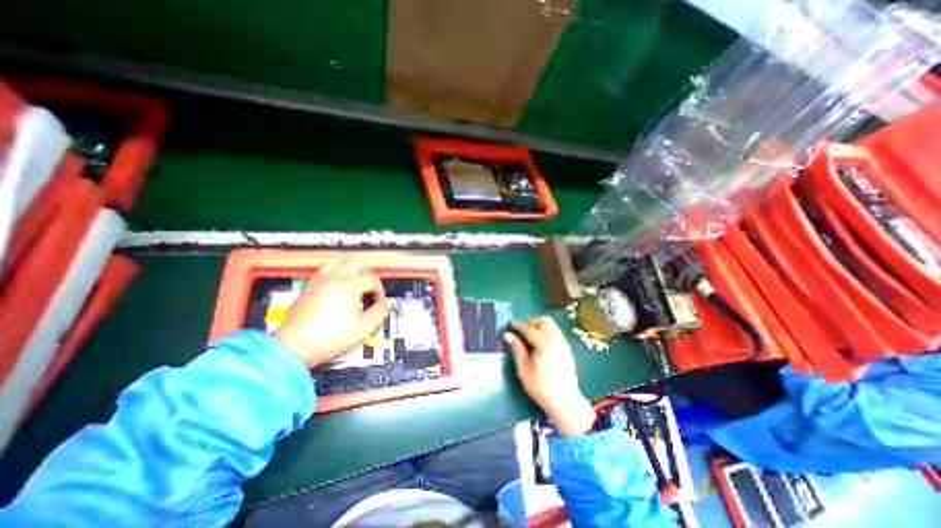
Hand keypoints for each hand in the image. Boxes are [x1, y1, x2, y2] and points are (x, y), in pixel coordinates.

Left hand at [273, 257, 389, 365]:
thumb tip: (386, 303)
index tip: (378, 302)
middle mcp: (333, 278)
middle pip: (356, 262)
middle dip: (368, 273)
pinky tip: (338, 288)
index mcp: (349, 285)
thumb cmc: (328, 338)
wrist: (294, 347)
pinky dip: (336, 273)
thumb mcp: (364, 328)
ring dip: (351, 268)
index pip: (372, 280)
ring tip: (355, 282)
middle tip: (370, 287)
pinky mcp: (307, 288)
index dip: (379, 291)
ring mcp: (318, 281)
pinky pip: (325, 270)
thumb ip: (380, 312)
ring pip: (338, 261)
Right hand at [498, 317, 593, 437]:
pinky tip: (539, 344)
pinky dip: (546, 332)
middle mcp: (556, 340)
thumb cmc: (540, 387)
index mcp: (544, 345)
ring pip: (551, 325)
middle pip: (544, 320)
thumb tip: (507, 334)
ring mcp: (563, 343)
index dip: (519, 325)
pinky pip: (555, 332)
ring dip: (539, 326)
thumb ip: (516, 349)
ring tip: (530, 337)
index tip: (510, 324)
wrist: (565, 402)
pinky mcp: (567, 348)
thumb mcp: (523, 369)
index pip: (530, 328)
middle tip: (522, 331)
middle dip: (531, 322)